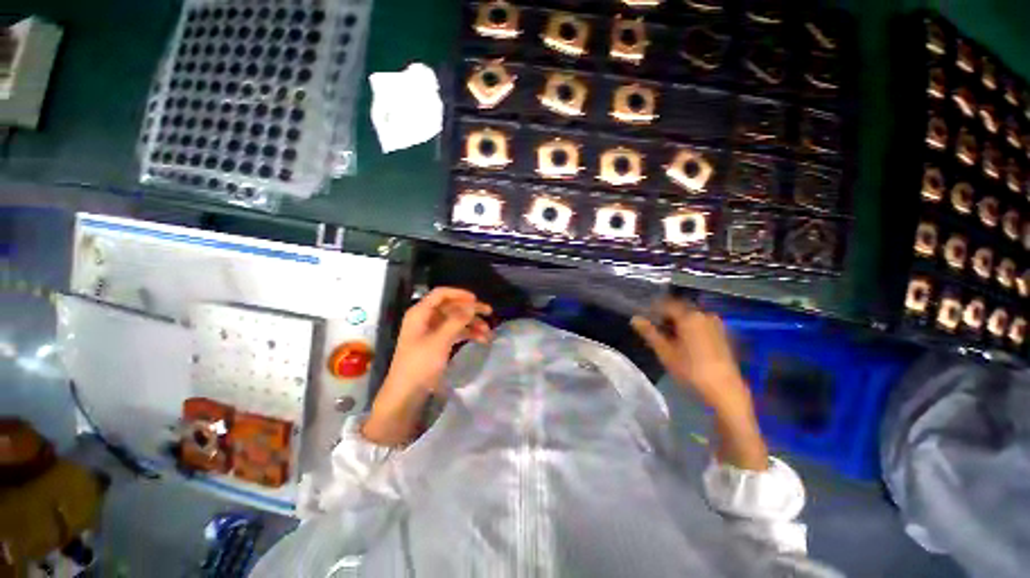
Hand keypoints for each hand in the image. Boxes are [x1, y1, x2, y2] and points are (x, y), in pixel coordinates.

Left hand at [386, 287, 492, 393]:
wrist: (407, 394)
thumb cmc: (420, 364)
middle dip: (470, 310)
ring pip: (456, 320)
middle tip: (489, 313)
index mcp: (420, 313)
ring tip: (488, 332)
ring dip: (472, 324)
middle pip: (451, 307)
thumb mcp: (440, 340)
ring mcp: (432, 331)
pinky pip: (455, 332)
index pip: (441, 294)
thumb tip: (472, 305)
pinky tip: (481, 339)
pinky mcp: (437, 343)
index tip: (477, 299)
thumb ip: (457, 320)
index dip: (459, 294)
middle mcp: (426, 319)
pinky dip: (468, 334)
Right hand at [630, 299, 750, 416]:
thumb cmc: (691, 370)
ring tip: (668, 336)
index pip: (666, 304)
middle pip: (680, 309)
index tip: (644, 318)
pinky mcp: (723, 334)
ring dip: (678, 322)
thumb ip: (649, 332)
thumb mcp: (665, 352)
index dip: (653, 309)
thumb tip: (635, 319)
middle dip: (666, 316)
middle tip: (654, 328)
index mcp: (689, 316)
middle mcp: (704, 315)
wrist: (725, 390)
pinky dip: (690, 328)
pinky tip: (684, 342)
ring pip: (691, 317)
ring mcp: (716, 324)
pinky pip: (701, 324)